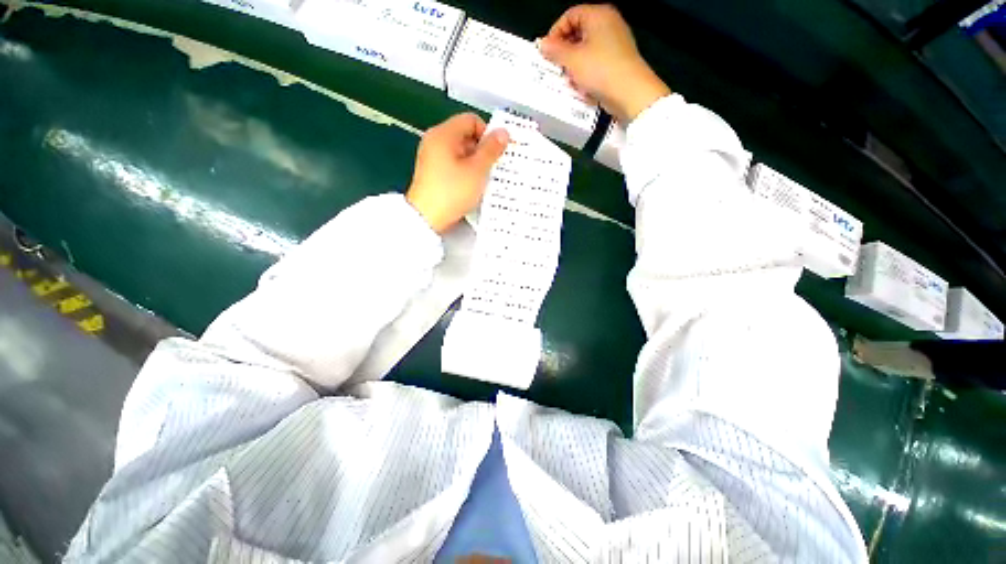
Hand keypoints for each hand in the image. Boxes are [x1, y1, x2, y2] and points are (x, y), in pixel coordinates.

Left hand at [406, 113, 509, 233]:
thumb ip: (492, 150)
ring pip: (460, 152)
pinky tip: (472, 186)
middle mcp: (435, 141)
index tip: (496, 151)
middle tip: (494, 167)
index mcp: (443, 134)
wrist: (427, 217)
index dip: (488, 133)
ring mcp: (432, 158)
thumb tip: (503, 133)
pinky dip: (465, 171)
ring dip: (475, 163)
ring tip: (484, 179)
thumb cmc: (452, 192)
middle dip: (482, 150)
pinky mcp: (432, 173)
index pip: (471, 120)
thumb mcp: (477, 170)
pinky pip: (453, 164)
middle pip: (465, 135)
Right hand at [539, 4, 669, 122]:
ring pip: (586, 50)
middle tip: (557, 67)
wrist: (630, 93)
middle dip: (565, 51)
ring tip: (570, 80)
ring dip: (574, 65)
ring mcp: (615, 42)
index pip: (569, 16)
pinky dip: (586, 72)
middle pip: (578, 32)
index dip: (555, 33)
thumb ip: (555, 51)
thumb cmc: (601, 71)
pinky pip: (596, 62)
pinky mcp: (617, 61)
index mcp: (598, 15)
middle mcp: (608, 24)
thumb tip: (542, 44)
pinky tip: (583, 86)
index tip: (547, 52)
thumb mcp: (573, 60)